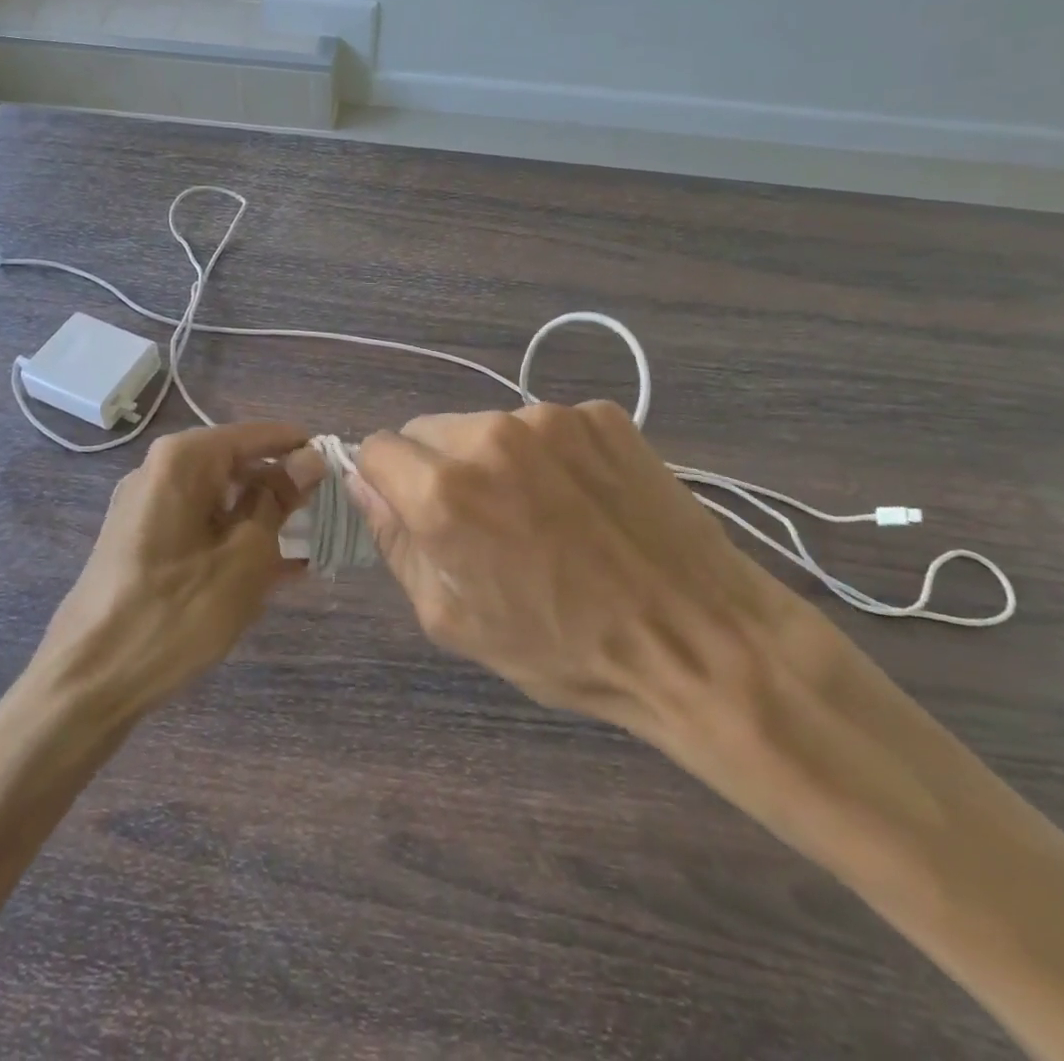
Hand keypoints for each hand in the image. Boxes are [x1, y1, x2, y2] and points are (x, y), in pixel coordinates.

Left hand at [28, 421, 319, 724]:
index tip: (340, 467)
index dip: (300, 448)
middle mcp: (159, 471)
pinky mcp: (142, 542)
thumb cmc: (175, 612)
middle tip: (328, 513)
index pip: (256, 434)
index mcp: (183, 460)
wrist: (87, 683)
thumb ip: (279, 500)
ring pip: (221, 499)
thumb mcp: (245, 556)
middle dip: (283, 488)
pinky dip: (234, 541)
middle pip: (236, 464)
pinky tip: (274, 572)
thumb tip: (310, 459)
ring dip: (263, 519)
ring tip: (309, 546)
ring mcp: (146, 508)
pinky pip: (201, 526)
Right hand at [349, 404, 867, 831]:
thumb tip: (365, 486)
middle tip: (482, 524)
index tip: (416, 516)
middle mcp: (491, 434)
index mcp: (445, 490)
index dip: (388, 484)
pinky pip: (545, 426)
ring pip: (487, 425)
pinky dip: (547, 454)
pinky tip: (582, 500)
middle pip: (428, 430)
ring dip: (493, 460)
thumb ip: (396, 542)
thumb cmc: (565, 647)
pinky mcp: (602, 415)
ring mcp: (552, 417)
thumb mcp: (454, 619)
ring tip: (540, 514)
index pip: (377, 448)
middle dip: (437, 469)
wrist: (699, 638)